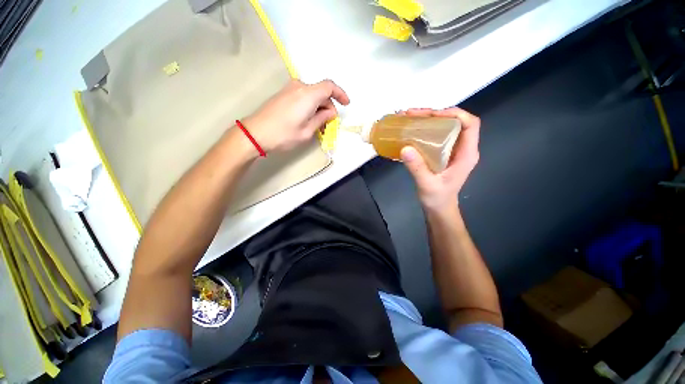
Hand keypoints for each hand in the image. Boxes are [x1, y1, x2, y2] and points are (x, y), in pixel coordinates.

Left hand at [242, 79, 349, 152]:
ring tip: (318, 126)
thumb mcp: (307, 131)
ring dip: (319, 108)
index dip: (340, 94)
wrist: (255, 133)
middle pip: (321, 92)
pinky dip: (310, 106)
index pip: (330, 86)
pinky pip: (303, 97)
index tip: (346, 104)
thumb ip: (321, 119)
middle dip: (328, 107)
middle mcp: (299, 87)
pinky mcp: (284, 94)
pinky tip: (308, 120)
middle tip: (328, 125)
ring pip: (313, 95)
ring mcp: (290, 89)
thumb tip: (330, 113)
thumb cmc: (283, 135)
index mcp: (308, 95)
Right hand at [400, 108, 480, 210]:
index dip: (454, 114)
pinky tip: (411, 130)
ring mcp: (452, 150)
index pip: (470, 124)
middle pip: (455, 122)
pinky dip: (424, 130)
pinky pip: (436, 136)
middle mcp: (462, 148)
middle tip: (412, 114)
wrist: (439, 208)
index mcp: (466, 154)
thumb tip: (405, 148)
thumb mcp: (427, 184)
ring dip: (427, 120)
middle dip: (434, 115)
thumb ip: (417, 168)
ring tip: (408, 119)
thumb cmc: (437, 199)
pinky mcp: (442, 153)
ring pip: (444, 127)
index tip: (432, 115)